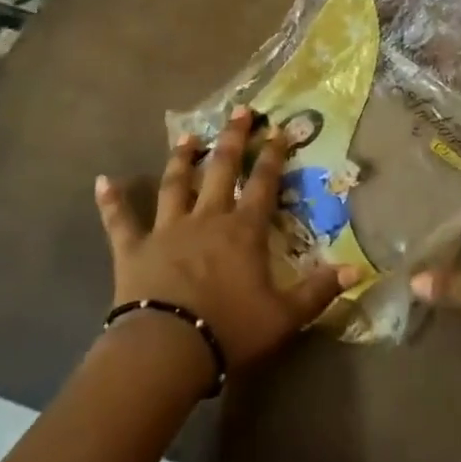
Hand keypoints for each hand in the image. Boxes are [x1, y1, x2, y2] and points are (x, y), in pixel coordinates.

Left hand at [94, 106, 357, 370]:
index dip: (273, 155)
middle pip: (221, 169)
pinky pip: (120, 221)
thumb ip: (320, 290)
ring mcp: (168, 230)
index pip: (263, 183)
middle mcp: (207, 218)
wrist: (167, 351)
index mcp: (243, 230)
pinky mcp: (134, 249)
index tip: (279, 130)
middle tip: (240, 110)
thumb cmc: (229, 331)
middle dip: (233, 138)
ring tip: (188, 135)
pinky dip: (111, 201)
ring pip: (175, 184)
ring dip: (181, 158)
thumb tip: (358, 269)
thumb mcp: (284, 316)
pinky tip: (102, 181)